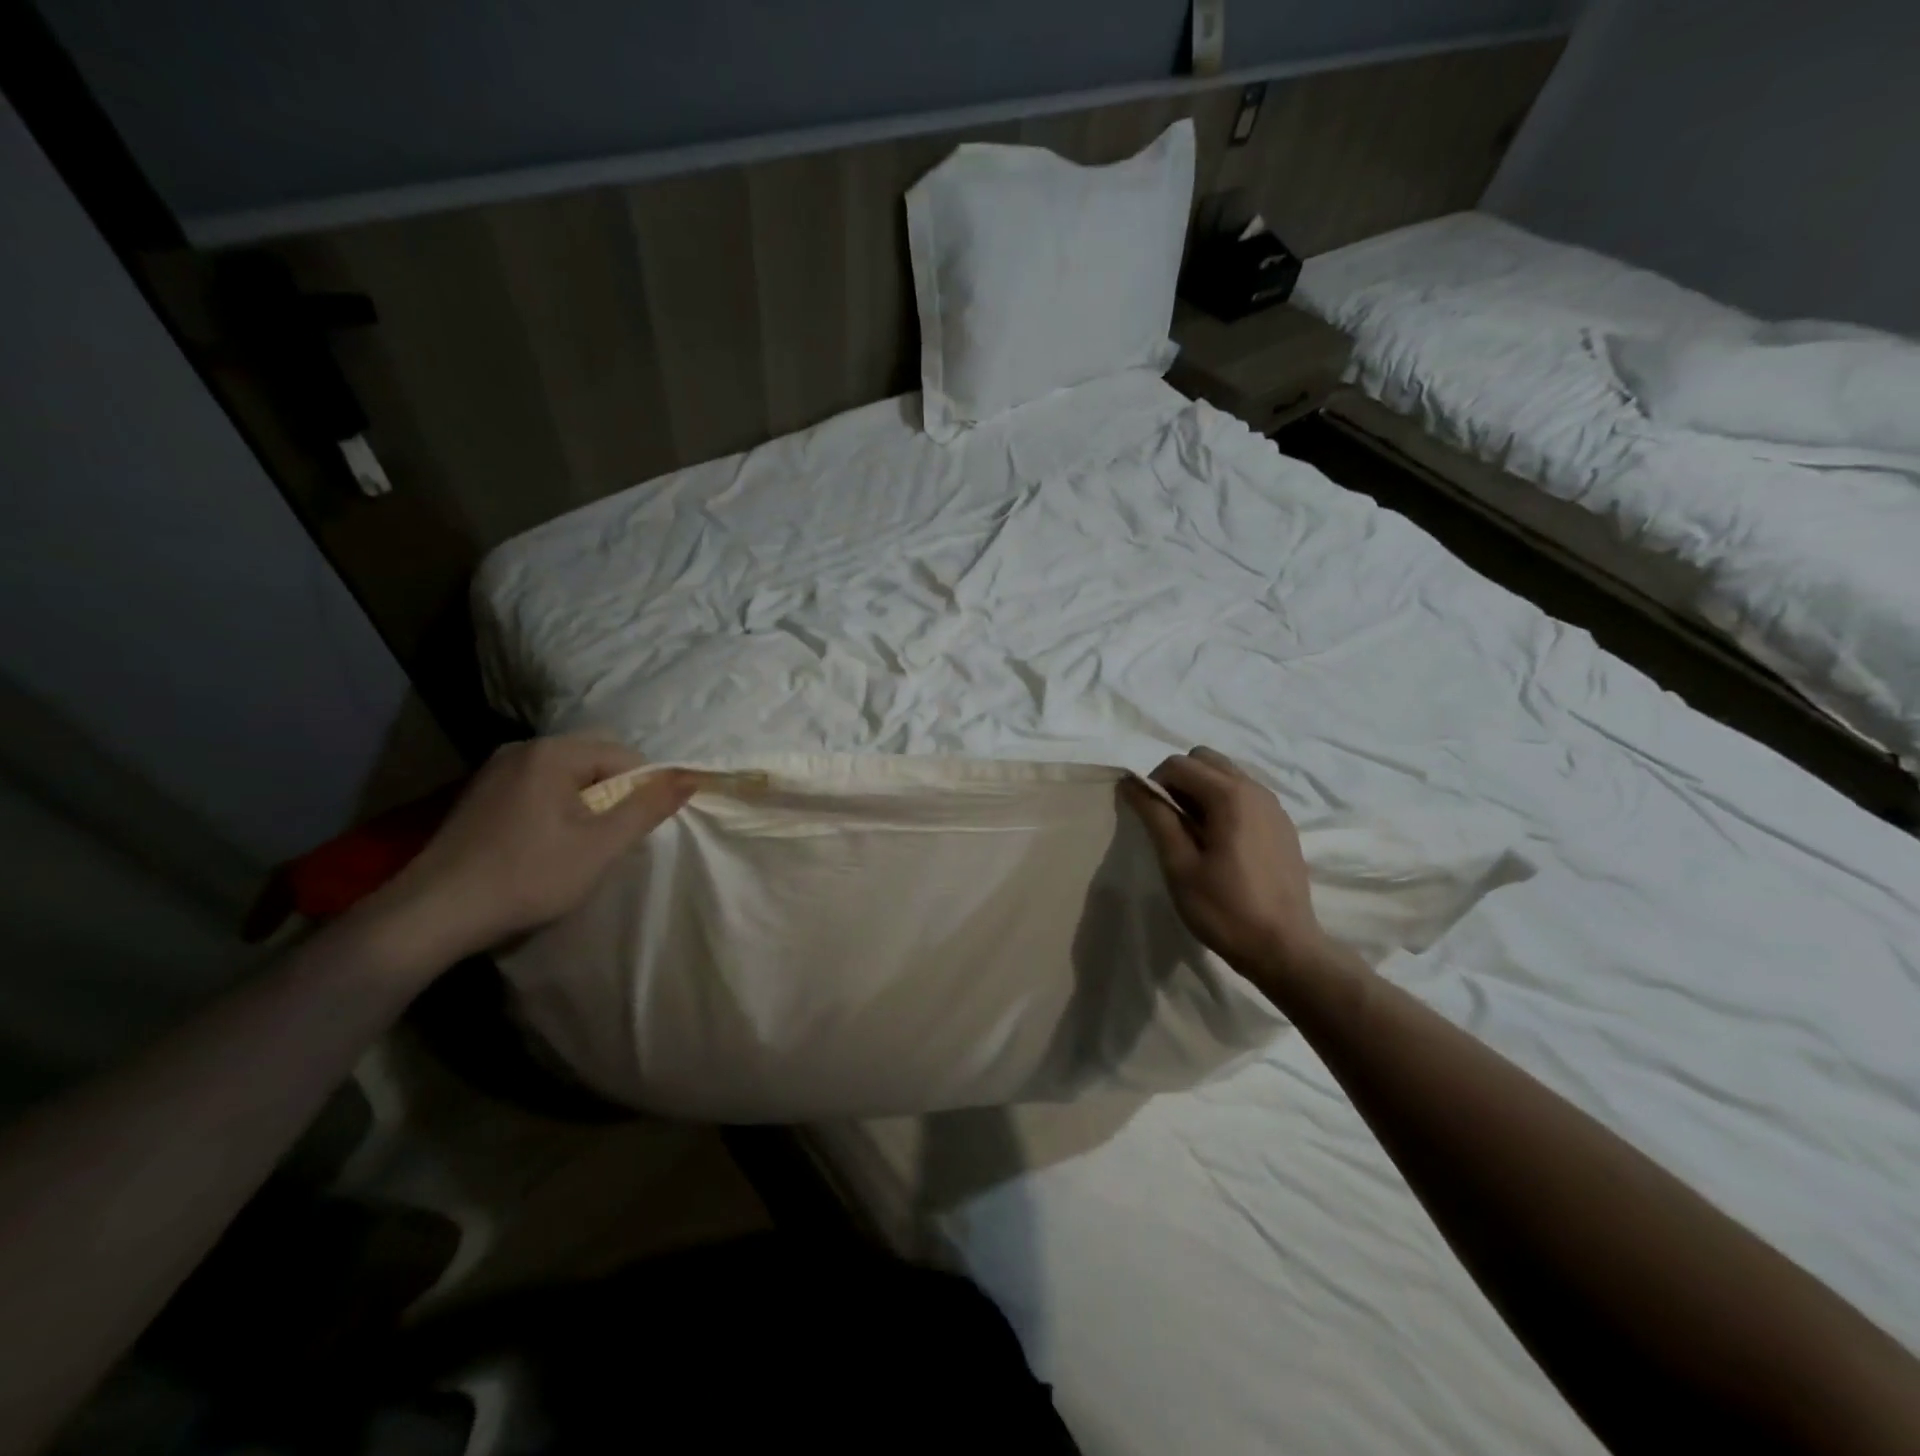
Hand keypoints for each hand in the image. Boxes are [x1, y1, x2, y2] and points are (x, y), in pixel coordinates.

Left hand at [364, 735, 696, 969]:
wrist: (433, 914)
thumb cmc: (527, 877)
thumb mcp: (601, 846)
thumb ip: (648, 808)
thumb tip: (690, 777)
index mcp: (553, 753)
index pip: (624, 756)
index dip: (640, 791)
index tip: (630, 832)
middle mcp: (523, 749)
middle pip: (594, 761)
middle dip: (612, 795)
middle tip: (606, 840)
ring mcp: (495, 770)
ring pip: (566, 776)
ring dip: (584, 804)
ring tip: (577, 846)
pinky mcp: (480, 795)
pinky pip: (538, 788)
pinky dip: (556, 808)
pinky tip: (544, 845)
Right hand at [1122, 748, 1339, 990]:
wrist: (1284, 949)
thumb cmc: (1224, 909)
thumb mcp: (1179, 865)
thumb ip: (1156, 817)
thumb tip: (1131, 783)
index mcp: (1230, 795)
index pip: (1178, 764)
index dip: (1154, 784)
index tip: (1150, 819)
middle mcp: (1255, 789)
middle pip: (1204, 759)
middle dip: (1179, 780)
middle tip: (1170, 822)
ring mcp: (1274, 805)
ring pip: (1226, 774)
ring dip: (1202, 790)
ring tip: (1194, 835)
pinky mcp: (1282, 824)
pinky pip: (1245, 794)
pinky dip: (1224, 803)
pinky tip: (1221, 844)